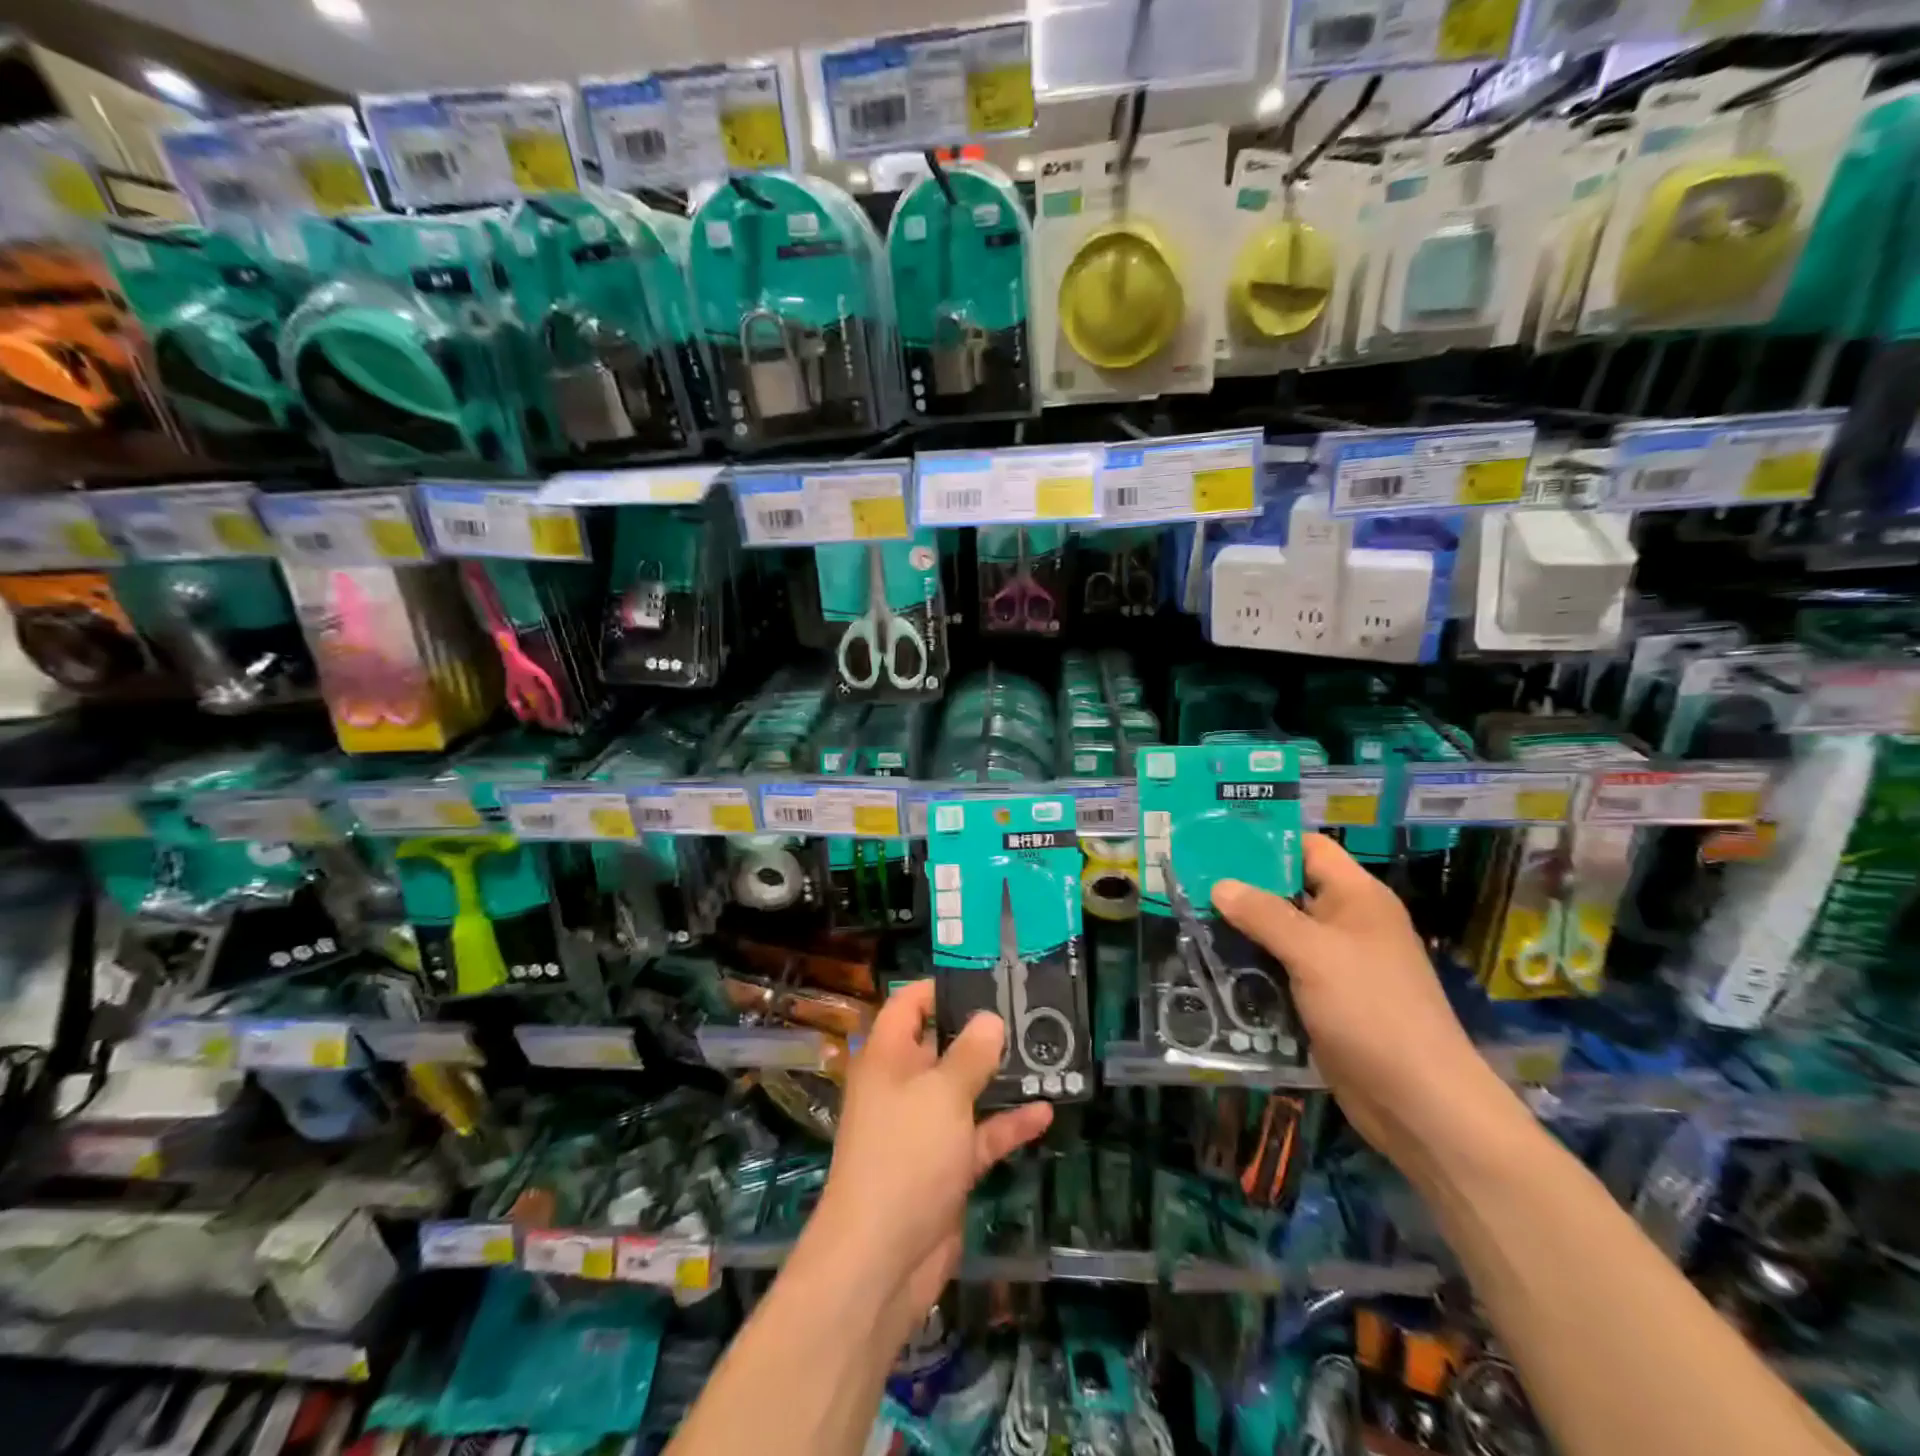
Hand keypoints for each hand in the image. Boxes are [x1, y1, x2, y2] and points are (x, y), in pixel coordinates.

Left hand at [804, 980, 1052, 1338]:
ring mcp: (924, 1128)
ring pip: (965, 1090)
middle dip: (981, 1031)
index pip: (908, 1005)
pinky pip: (979, 1134)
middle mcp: (903, 1085)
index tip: (984, 978)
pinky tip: (1044, 1111)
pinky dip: (1007, 1124)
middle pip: (942, 1044)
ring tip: (1044, 1053)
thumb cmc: (905, 1155)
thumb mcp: (942, 1094)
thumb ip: (970, 1054)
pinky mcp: (945, 1166)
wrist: (881, 1259)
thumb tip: (989, 1019)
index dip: (939, 988)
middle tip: (1028, 1012)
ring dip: (1000, 1077)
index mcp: (888, 1057)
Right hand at [1212, 833, 1505, 1166]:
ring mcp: (1336, 964)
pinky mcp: (1323, 999)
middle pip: (1288, 890)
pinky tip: (1213, 966)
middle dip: (1242, 888)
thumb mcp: (1313, 953)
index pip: (1308, 849)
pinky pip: (1280, 970)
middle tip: (1190, 882)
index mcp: (1357, 897)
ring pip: (1280, 934)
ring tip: (1189, 920)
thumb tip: (1219, 885)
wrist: (1418, 1101)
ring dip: (1241, 931)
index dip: (1266, 841)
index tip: (1215, 841)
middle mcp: (1346, 923)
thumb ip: (1263, 915)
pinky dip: (1252, 967)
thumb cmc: (1371, 1010)